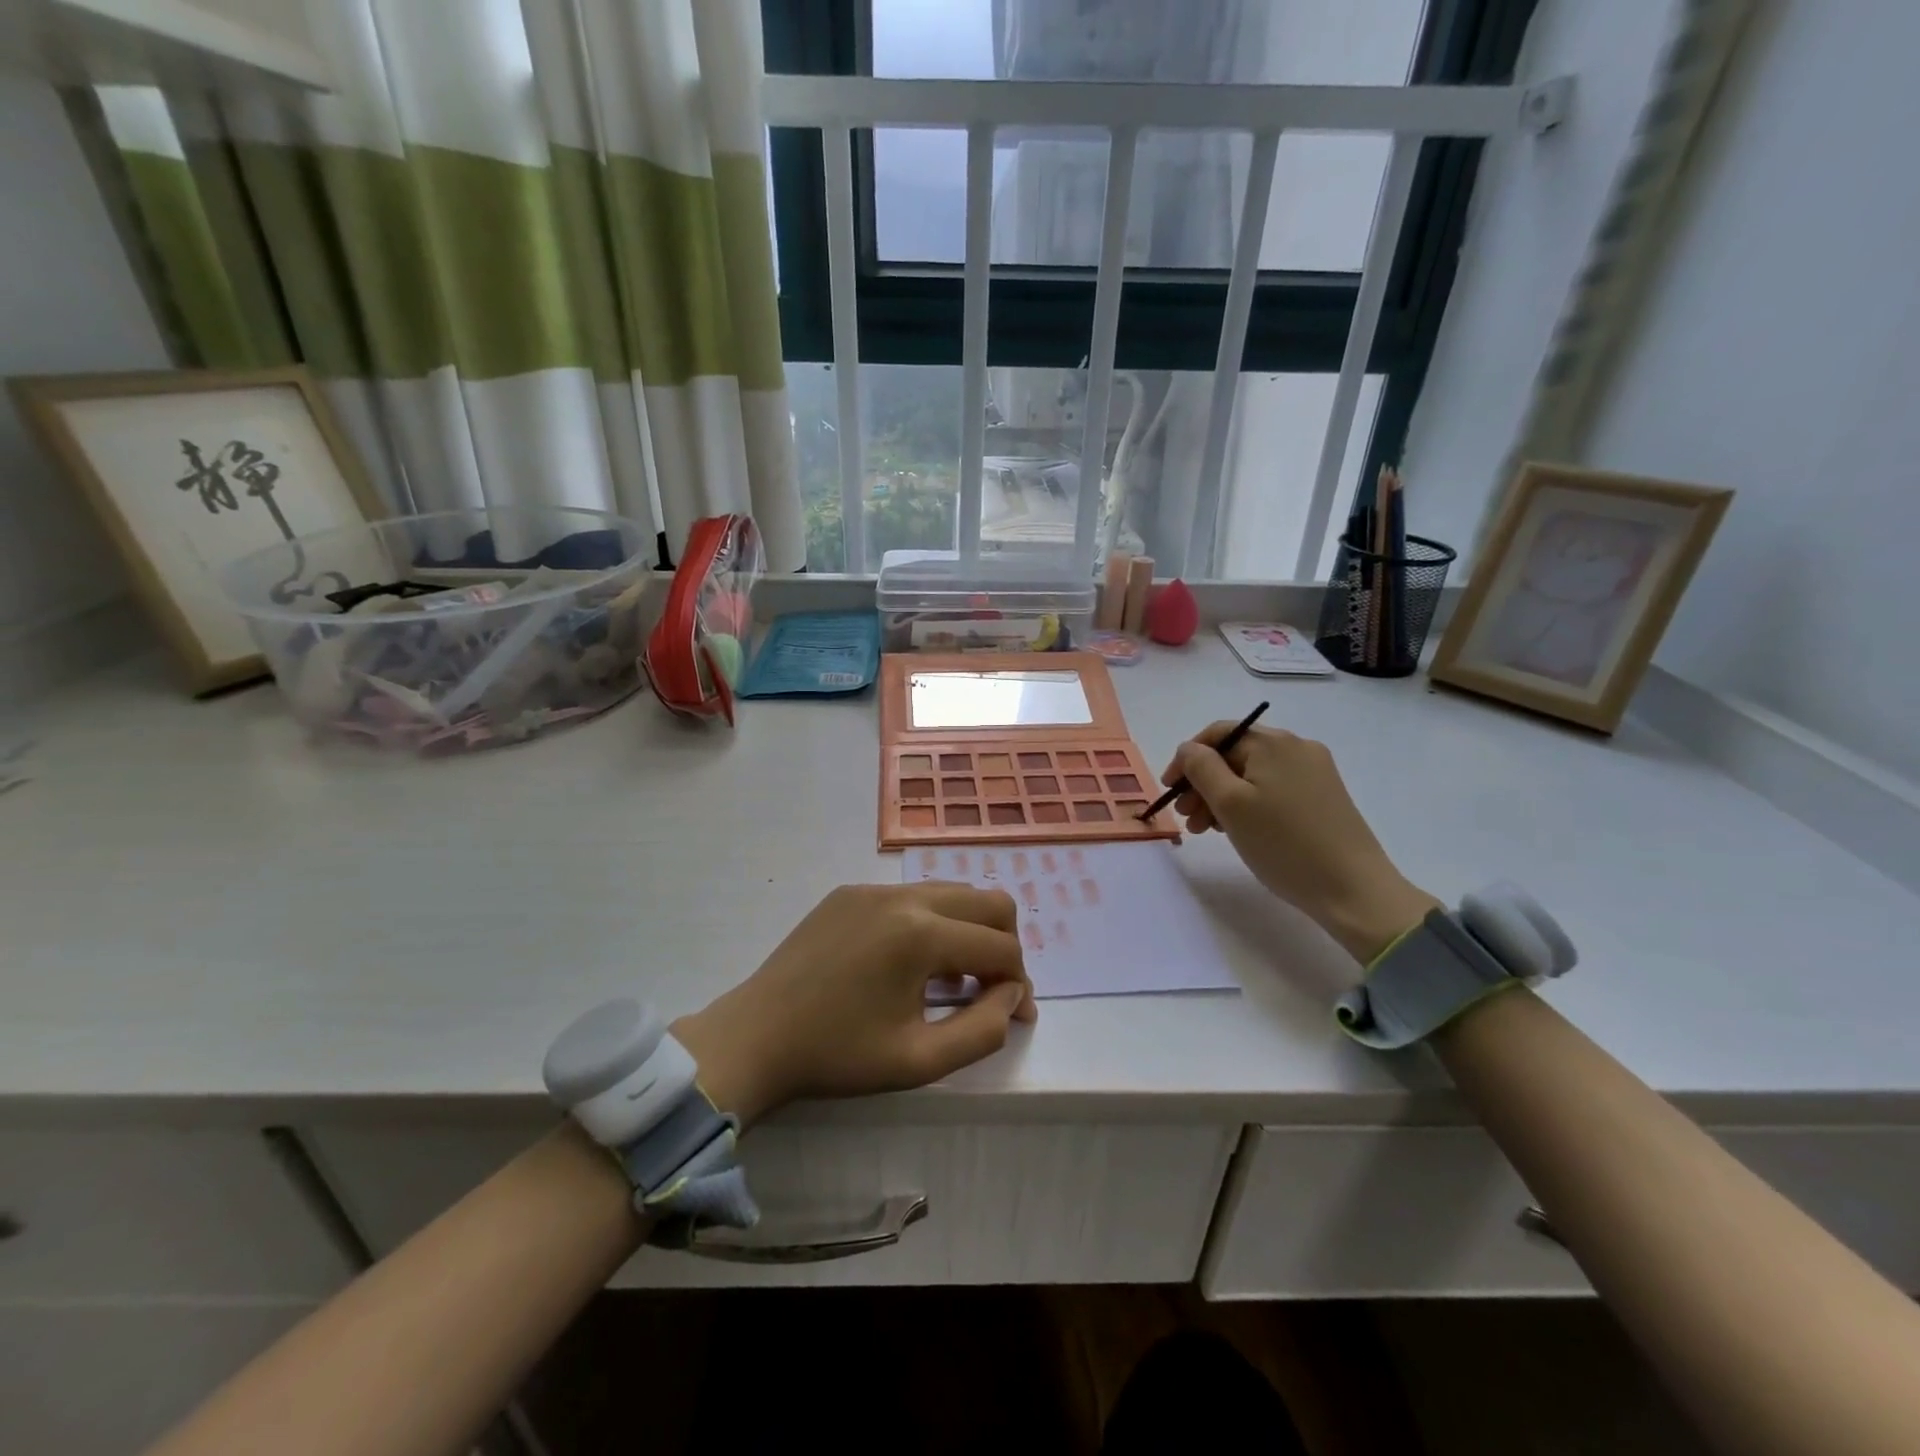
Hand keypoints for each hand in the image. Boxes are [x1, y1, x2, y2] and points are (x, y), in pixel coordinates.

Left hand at [673, 882, 1036, 1126]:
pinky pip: (911, 896)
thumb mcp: (919, 1060)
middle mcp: (903, 896)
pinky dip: (931, 923)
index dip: (1019, 982)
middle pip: (989, 900)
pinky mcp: (850, 891)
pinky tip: (908, 964)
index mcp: (921, 935)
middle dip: (1004, 943)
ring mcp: (873, 888)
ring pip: (951, 892)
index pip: (1001, 946)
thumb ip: (983, 1030)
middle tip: (992, 987)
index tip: (1015, 1015)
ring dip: (968, 930)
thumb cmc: (838, 1056)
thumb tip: (1011, 995)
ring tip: (952, 979)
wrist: (755, 1036)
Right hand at [1163, 723, 1439, 962]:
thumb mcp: (1230, 804)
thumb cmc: (1283, 843)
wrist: (1353, 890)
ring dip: (1222, 798)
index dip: (1187, 758)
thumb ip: (1201, 768)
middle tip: (1187, 818)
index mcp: (1273, 743)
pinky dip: (1248, 805)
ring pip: (1252, 775)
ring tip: (1207, 831)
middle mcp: (1297, 748)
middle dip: (1203, 783)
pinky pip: (1272, 790)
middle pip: (1235, 755)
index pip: (1218, 734)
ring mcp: (1314, 772)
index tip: (1170, 790)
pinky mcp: (1323, 797)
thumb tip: (1189, 749)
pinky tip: (1238, 831)